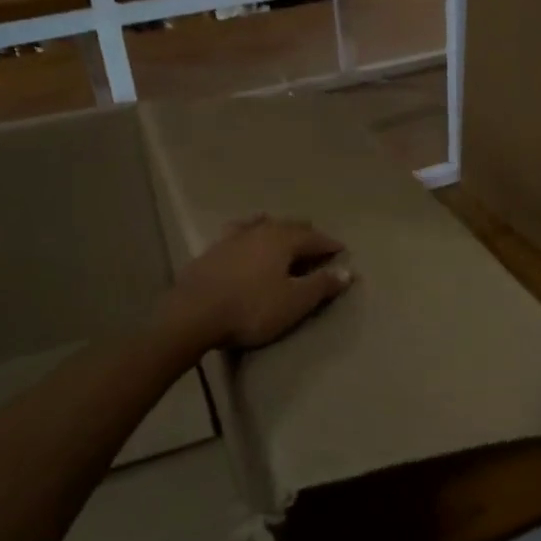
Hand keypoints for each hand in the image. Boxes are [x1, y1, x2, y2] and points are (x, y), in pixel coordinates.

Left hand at [165, 215, 352, 350]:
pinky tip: (243, 238)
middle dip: (305, 232)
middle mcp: (259, 231)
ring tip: (281, 231)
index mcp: (283, 240)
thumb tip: (348, 271)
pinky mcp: (211, 251)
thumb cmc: (251, 309)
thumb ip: (321, 285)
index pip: (314, 238)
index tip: (342, 249)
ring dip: (276, 228)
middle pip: (288, 226)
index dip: (329, 244)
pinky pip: (238, 233)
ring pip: (261, 225)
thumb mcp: (294, 302)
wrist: (193, 314)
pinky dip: (249, 233)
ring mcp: (232, 238)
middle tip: (315, 240)